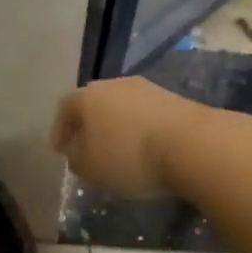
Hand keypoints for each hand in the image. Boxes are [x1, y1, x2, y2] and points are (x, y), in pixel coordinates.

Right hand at [49, 78, 207, 198]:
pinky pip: (144, 114)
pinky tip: (145, 149)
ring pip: (121, 107)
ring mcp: (145, 88)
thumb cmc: (130, 156)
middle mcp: (113, 84)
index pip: (64, 109)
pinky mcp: (171, 98)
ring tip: (118, 152)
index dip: (60, 130)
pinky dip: (139, 129)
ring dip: (116, 127)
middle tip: (87, 149)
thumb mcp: (91, 168)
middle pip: (94, 103)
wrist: (191, 144)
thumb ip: (76, 158)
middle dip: (88, 126)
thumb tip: (76, 151)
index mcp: (87, 96)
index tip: (60, 150)